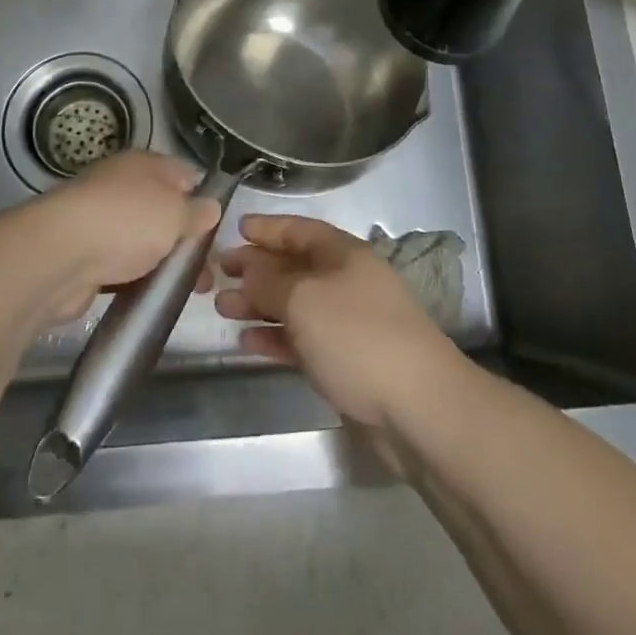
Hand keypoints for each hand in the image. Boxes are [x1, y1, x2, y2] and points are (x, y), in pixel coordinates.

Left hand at [24, 150, 220, 322]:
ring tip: (188, 291)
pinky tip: (151, 294)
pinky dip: (135, 277)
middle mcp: (121, 185)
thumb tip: (211, 207)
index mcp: (144, 164)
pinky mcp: (85, 254)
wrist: (60, 256)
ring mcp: (100, 220)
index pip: (184, 174)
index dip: (203, 198)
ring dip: (161, 261)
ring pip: (142, 239)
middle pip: (162, 208)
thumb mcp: (175, 213)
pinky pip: (120, 264)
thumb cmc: (127, 221)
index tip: (219, 228)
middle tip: (208, 269)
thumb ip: (196, 212)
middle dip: (185, 237)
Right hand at [215, 215, 457, 432]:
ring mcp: (347, 324)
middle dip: (257, 268)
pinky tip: (248, 344)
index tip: (235, 229)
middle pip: (294, 267)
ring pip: (295, 305)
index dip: (268, 227)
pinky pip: (303, 341)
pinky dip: (276, 338)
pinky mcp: (346, 362)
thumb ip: (270, 281)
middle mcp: (346, 282)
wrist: (417, 407)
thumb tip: (248, 267)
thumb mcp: (304, 299)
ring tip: (223, 308)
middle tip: (218, 274)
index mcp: (344, 254)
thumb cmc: (357, 336)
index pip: (300, 230)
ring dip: (260, 305)